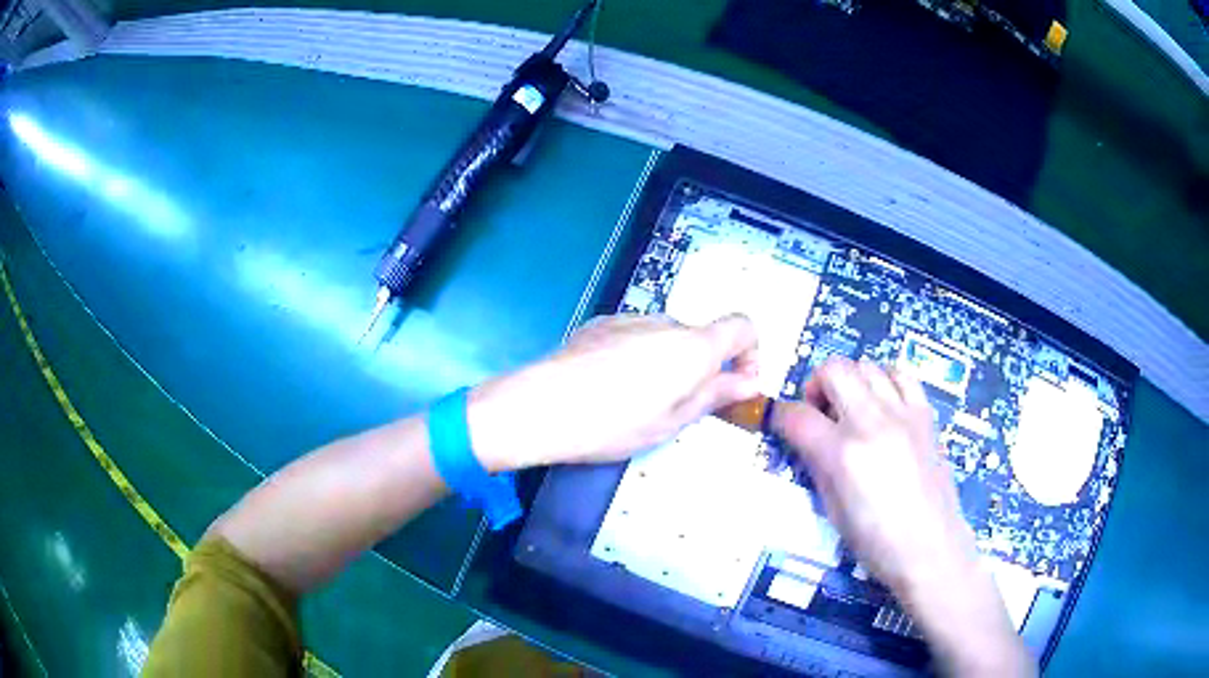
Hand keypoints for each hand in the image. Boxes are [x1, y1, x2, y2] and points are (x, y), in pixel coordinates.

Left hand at [467, 313, 759, 471]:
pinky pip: (635, 334)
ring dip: (668, 362)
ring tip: (637, 400)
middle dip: (702, 366)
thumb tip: (748, 382)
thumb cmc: (614, 423)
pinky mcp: (601, 323)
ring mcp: (630, 318)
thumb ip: (715, 395)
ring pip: (666, 337)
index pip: (743, 325)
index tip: (736, 383)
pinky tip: (611, 384)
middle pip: (701, 336)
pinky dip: (639, 354)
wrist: (542, 406)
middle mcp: (666, 321)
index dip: (750, 352)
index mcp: (692, 346)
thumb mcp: (672, 421)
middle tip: (680, 406)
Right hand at [773, 358, 1031, 676]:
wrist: (931, 548)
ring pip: (867, 365)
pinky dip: (885, 380)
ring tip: (853, 408)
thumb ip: (817, 466)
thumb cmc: (876, 542)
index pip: (797, 416)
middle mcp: (871, 422)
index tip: (780, 422)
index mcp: (842, 454)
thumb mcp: (833, 510)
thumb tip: (805, 440)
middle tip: (819, 412)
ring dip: (851, 381)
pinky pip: (902, 374)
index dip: (780, 415)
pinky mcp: (926, 415)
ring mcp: (903, 414)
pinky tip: (883, 404)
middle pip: (833, 370)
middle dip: (815, 385)